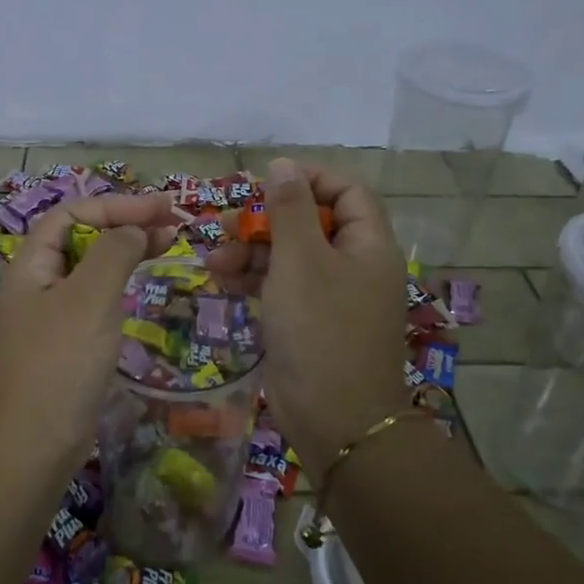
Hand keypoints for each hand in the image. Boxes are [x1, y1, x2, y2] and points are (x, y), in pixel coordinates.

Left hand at [0, 192, 182, 460]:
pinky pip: (93, 301)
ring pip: (90, 270)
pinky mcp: (63, 347)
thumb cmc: (59, 364)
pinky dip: (120, 286)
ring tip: (167, 246)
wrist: (30, 449)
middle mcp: (36, 285)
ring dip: (126, 252)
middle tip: (173, 224)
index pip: (72, 213)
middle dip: (124, 223)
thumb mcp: (90, 298)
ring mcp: (48, 318)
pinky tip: (140, 290)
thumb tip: (135, 229)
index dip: (116, 204)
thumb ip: (114, 252)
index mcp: (31, 265)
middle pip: (81, 238)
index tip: (162, 208)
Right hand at [205, 159, 410, 457]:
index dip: (310, 179)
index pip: (347, 192)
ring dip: (251, 250)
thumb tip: (284, 164)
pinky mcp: (307, 321)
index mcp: (368, 245)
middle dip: (267, 219)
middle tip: (231, 222)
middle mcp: (353, 265)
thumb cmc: (321, 329)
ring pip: (290, 255)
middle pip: (311, 222)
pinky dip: (253, 278)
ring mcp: (330, 296)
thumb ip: (290, 209)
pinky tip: (222, 277)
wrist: (334, 420)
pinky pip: (280, 286)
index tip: (268, 179)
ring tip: (215, 257)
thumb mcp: (300, 261)